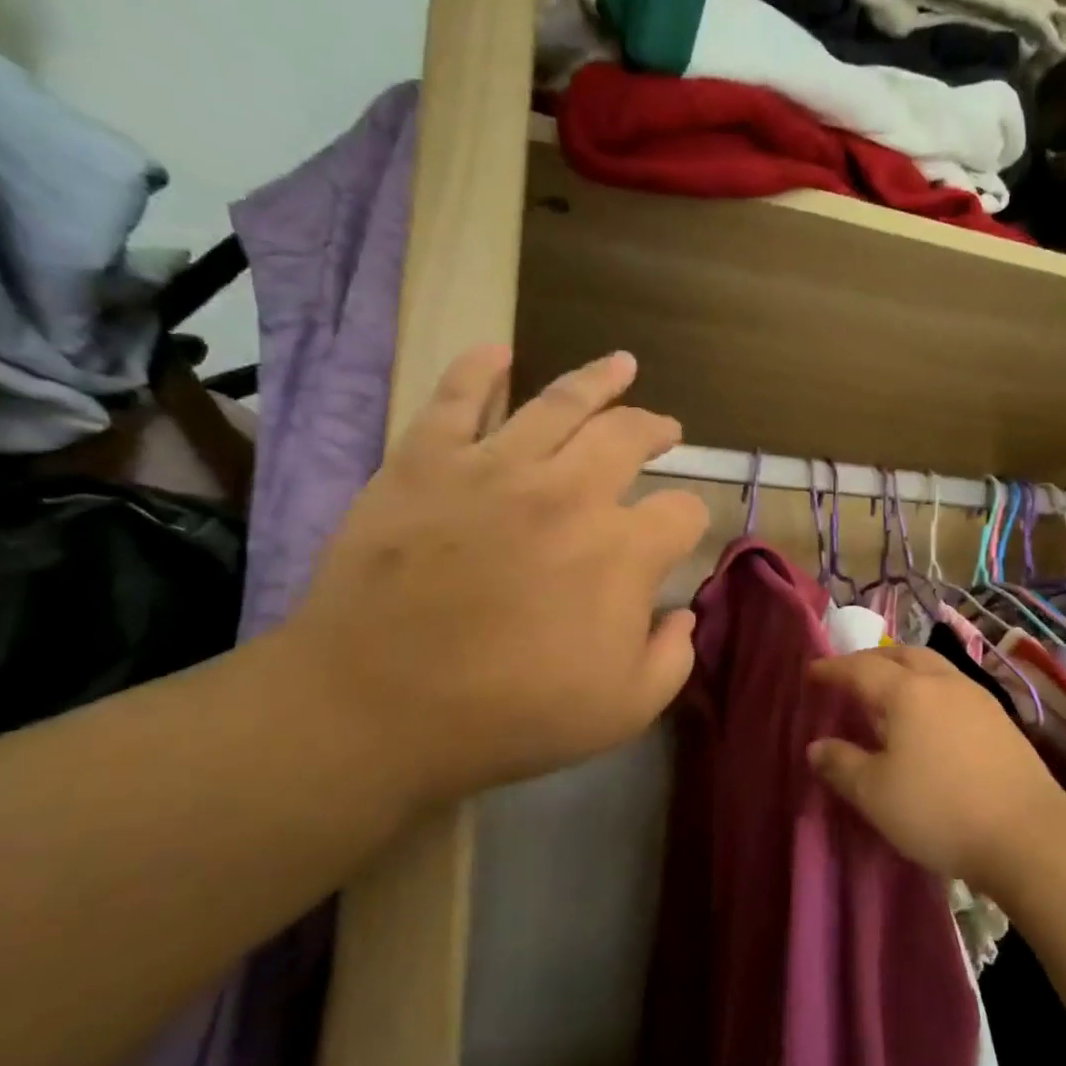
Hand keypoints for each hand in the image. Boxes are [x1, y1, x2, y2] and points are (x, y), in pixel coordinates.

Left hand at [279, 345, 708, 813]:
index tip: (680, 533)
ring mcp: (495, 468)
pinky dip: (479, 368)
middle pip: (629, 436)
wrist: (375, 708)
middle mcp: (570, 492)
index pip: (682, 513)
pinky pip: (455, 397)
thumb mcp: (623, 711)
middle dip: (657, 429)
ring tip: (621, 364)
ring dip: (599, 378)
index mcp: (622, 550)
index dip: (691, 521)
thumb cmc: (509, 715)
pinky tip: (499, 351)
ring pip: (560, 402)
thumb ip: (673, 658)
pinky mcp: (426, 462)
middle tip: (666, 429)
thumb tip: (684, 613)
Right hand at [806, 645, 1065, 892]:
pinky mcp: (999, 718)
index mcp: (906, 692)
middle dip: (870, 660)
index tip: (811, 673)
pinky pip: (952, 686)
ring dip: (903, 669)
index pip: (860, 669)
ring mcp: (976, 697)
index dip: (832, 669)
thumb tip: (817, 746)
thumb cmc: (940, 810)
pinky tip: (929, 715)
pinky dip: (928, 687)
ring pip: (931, 666)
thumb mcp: (876, 795)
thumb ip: (842, 765)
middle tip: (849, 675)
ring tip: (888, 690)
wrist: (1028, 834)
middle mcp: (942, 682)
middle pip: (900, 655)